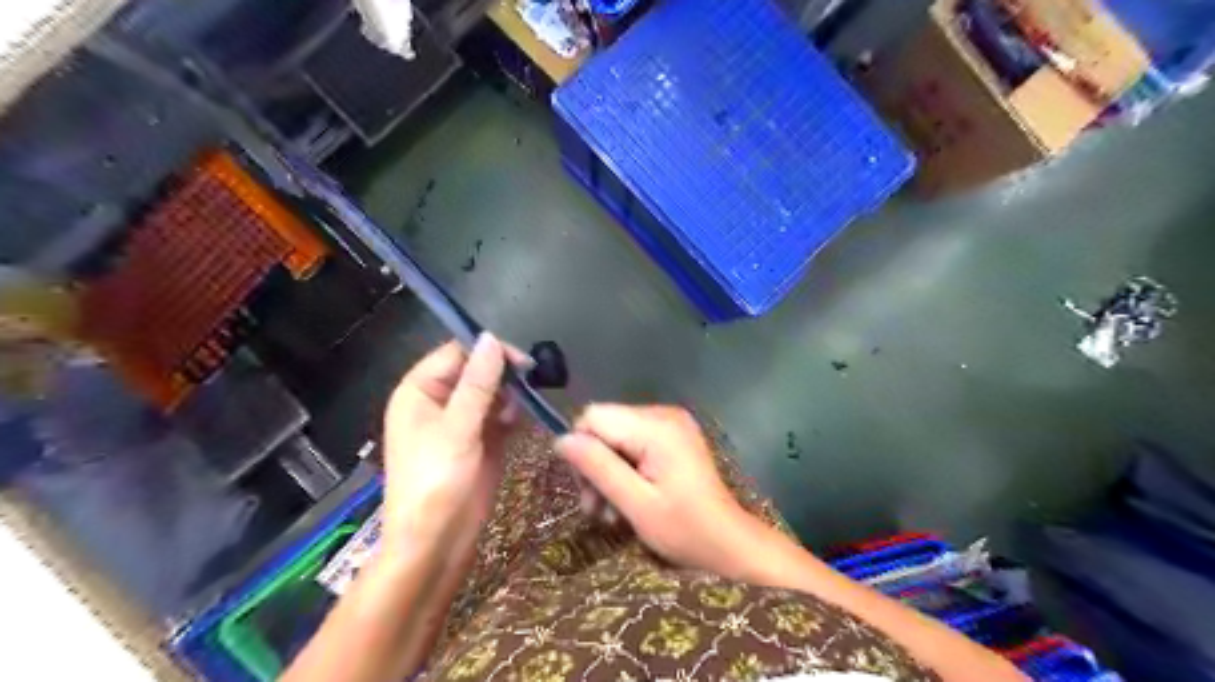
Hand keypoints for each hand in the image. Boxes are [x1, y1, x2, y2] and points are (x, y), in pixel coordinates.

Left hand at [382, 335, 527, 553]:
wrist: (437, 543)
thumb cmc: (436, 483)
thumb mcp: (457, 429)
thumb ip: (477, 383)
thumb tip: (491, 338)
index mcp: (420, 391)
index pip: (457, 353)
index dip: (488, 352)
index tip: (523, 362)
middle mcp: (439, 400)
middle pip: (477, 370)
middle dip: (504, 374)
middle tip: (531, 383)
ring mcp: (461, 421)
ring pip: (492, 391)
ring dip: (510, 395)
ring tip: (520, 410)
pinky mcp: (480, 440)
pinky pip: (500, 414)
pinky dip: (513, 414)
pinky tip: (521, 421)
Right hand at [554, 405, 772, 580]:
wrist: (729, 542)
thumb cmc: (685, 529)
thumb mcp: (635, 503)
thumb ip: (598, 467)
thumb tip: (561, 440)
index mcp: (657, 427)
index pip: (594, 417)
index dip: (582, 450)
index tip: (588, 489)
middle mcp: (663, 414)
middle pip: (604, 426)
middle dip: (594, 466)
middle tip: (597, 508)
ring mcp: (671, 423)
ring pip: (615, 436)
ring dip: (607, 472)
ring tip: (611, 512)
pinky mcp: (673, 435)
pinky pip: (632, 442)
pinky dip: (624, 469)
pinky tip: (627, 499)